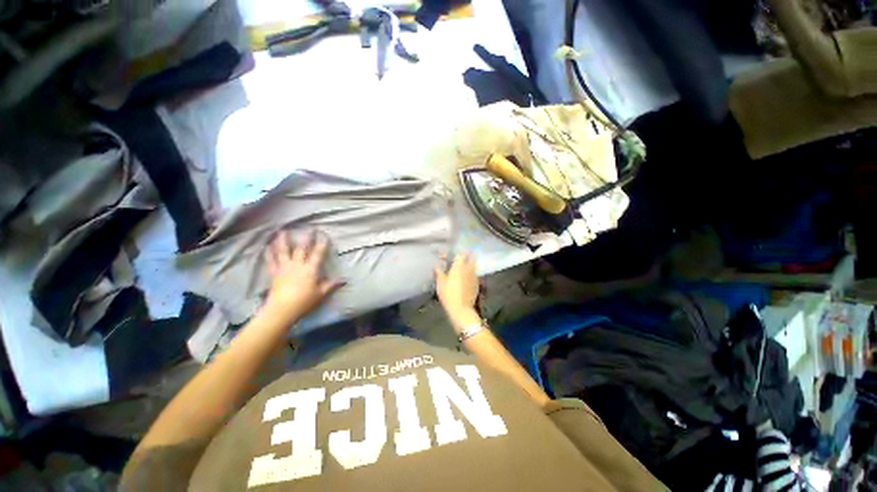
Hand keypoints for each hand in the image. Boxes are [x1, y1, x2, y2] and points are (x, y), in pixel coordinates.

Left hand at [262, 230, 343, 323]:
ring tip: (282, 231)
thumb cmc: (304, 301)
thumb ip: (331, 285)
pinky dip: (269, 253)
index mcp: (310, 269)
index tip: (324, 235)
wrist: (282, 309)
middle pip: (302, 248)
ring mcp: (284, 268)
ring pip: (283, 251)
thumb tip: (344, 280)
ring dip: (283, 240)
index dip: (322, 244)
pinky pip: (271, 260)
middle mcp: (297, 265)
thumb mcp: (321, 294)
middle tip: (309, 228)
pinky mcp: (274, 273)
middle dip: (306, 237)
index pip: (318, 253)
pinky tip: (267, 246)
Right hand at [434, 253, 480, 331]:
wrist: (461, 308)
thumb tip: (436, 265)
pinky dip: (472, 272)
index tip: (457, 251)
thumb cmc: (448, 294)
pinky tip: (468, 276)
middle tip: (465, 255)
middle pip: (472, 257)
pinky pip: (475, 274)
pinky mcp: (477, 284)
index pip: (461, 254)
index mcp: (459, 266)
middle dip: (469, 254)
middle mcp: (468, 269)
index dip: (459, 251)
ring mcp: (474, 276)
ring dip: (472, 263)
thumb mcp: (440, 283)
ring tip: (467, 265)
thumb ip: (439, 272)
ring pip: (474, 266)